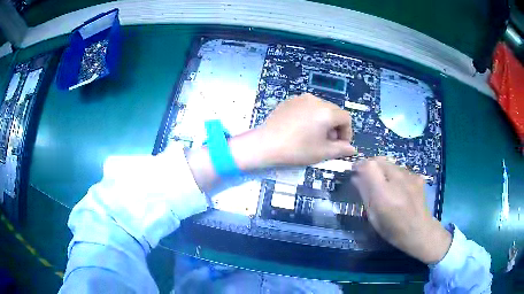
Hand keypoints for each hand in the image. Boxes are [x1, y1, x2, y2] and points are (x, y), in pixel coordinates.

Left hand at [252, 94, 355, 166]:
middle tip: (327, 143)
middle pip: (333, 112)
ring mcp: (301, 98)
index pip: (346, 118)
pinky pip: (307, 107)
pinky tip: (301, 129)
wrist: (265, 144)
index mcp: (326, 111)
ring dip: (323, 122)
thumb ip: (340, 149)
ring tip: (314, 136)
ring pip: (320, 109)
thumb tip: (352, 149)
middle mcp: (316, 99)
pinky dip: (310, 116)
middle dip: (335, 127)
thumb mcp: (322, 152)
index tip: (340, 146)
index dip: (347, 133)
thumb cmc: (297, 149)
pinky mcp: (289, 100)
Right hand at [352, 157, 451, 263]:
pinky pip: (400, 169)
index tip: (355, 172)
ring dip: (383, 170)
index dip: (360, 165)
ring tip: (384, 185)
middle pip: (379, 160)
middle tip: (368, 178)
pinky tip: (398, 188)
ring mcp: (410, 176)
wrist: (420, 231)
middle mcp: (397, 180)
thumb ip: (365, 194)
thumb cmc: (393, 229)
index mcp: (384, 194)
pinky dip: (394, 174)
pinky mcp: (417, 176)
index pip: (369, 165)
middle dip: (370, 166)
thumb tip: (355, 177)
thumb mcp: (374, 216)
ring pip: (390, 163)